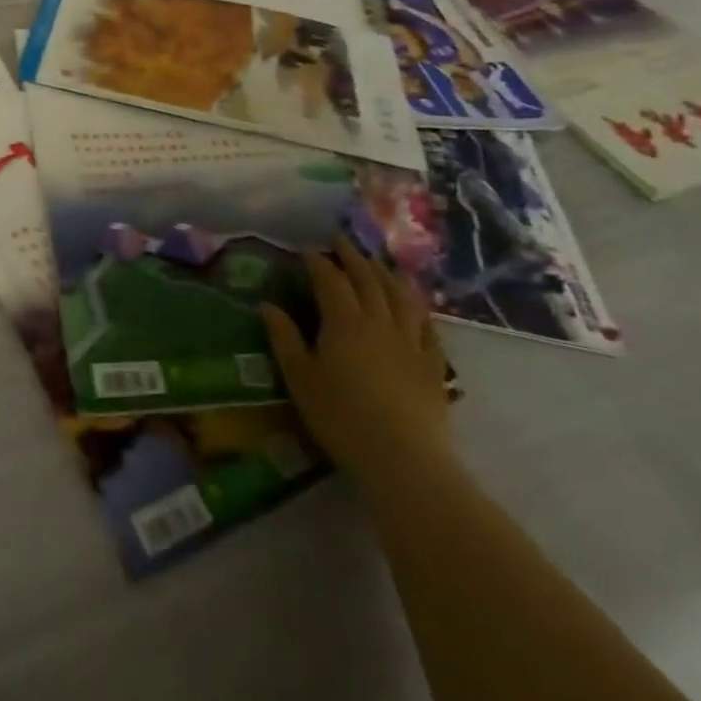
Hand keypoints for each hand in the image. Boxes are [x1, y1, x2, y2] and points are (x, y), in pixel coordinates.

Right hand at [261, 239, 453, 482]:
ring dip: (386, 274)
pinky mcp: (433, 365)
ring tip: (377, 263)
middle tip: (341, 240)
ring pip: (399, 296)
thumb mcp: (300, 379)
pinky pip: (427, 326)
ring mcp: (410, 342)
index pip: (329, 279)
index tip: (307, 248)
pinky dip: (417, 307)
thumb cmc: (342, 418)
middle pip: (367, 279)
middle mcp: (378, 322)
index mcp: (343, 322)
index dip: (318, 261)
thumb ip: (284, 338)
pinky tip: (413, 304)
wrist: (405, 461)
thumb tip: (267, 304)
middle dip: (352, 256)